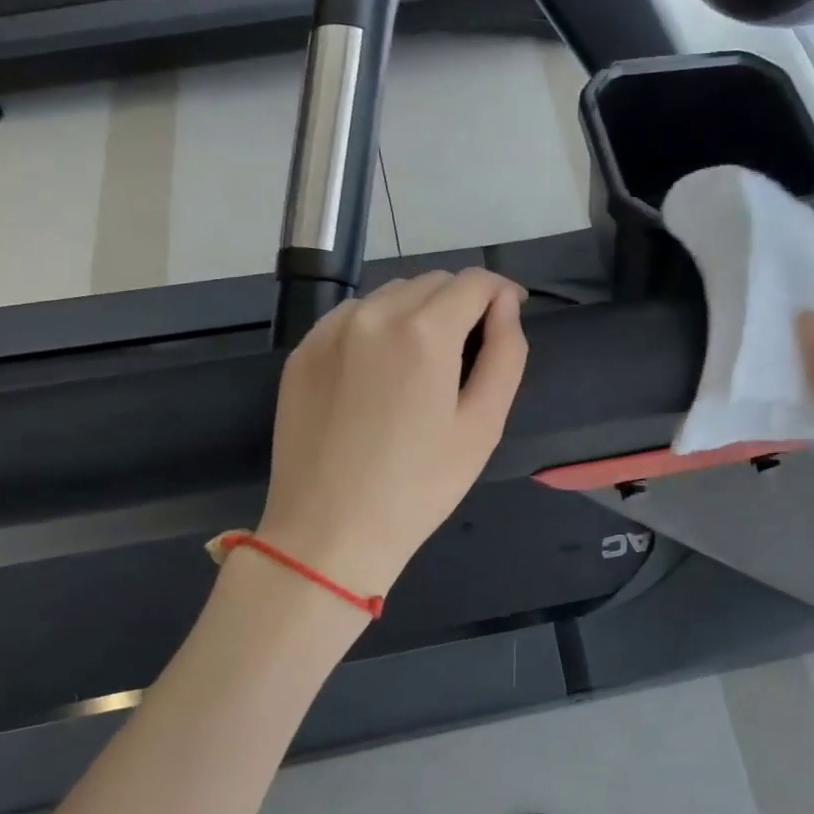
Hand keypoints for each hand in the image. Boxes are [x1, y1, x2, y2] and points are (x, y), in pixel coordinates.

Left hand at [257, 268, 528, 596]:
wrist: (328, 532)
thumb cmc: (420, 486)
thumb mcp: (483, 425)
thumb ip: (506, 353)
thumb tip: (505, 306)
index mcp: (424, 332)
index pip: (474, 281)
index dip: (501, 292)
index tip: (509, 316)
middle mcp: (374, 314)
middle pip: (434, 281)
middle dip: (462, 302)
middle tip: (470, 350)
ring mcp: (331, 329)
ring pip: (393, 293)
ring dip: (420, 310)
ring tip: (425, 361)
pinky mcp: (304, 349)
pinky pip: (355, 315)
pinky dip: (380, 325)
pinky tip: (381, 370)